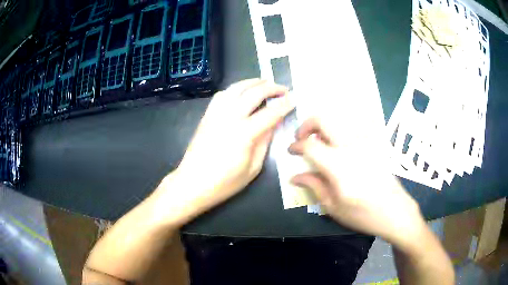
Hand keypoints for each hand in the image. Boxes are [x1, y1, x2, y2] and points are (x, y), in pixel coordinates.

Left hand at [157, 79, 293, 225]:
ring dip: (252, 82)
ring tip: (264, 82)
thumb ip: (265, 143)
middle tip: (283, 89)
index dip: (285, 104)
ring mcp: (215, 114)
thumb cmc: (224, 183)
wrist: (192, 183)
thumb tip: (274, 124)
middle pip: (253, 93)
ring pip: (236, 88)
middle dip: (271, 87)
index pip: (270, 113)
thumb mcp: (253, 168)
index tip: (295, 98)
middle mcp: (229, 117)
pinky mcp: (206, 116)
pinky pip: (221, 95)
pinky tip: (241, 92)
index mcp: (244, 134)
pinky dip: (235, 89)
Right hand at [289, 117, 425, 247]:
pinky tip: (341, 146)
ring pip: (339, 120)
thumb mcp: (333, 206)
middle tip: (303, 138)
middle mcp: (351, 146)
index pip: (310, 145)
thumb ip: (314, 186)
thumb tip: (295, 176)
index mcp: (338, 165)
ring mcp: (365, 142)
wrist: (395, 211)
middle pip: (324, 119)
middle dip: (307, 124)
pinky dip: (341, 131)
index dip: (296, 145)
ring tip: (321, 143)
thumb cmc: (363, 214)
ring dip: (324, 127)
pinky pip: (354, 127)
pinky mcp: (374, 143)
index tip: (291, 150)